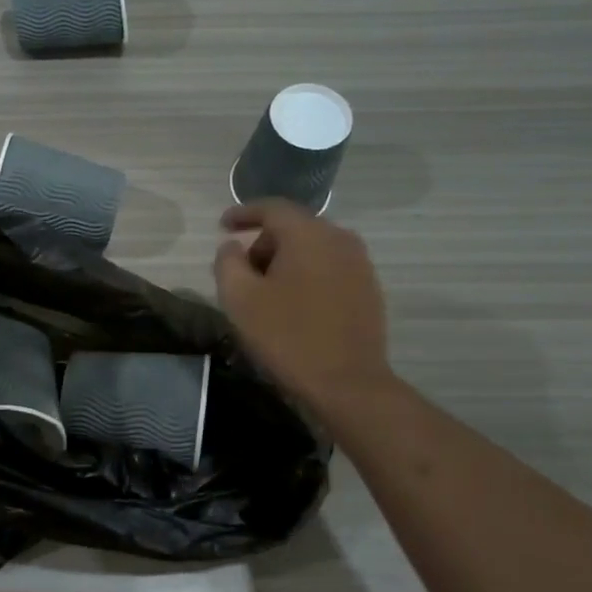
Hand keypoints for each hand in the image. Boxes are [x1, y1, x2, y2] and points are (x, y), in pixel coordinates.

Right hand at [213, 201, 394, 413]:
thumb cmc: (287, 336)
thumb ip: (228, 262)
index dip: (243, 213)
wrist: (347, 383)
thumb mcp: (240, 298)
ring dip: (286, 261)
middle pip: (294, 227)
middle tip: (241, 271)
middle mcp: (339, 238)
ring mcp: (360, 264)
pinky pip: (330, 268)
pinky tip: (294, 304)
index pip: (272, 208)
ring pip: (313, 248)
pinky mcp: (369, 288)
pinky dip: (307, 275)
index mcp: (308, 234)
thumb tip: (232, 246)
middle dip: (264, 243)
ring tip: (266, 292)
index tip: (222, 225)